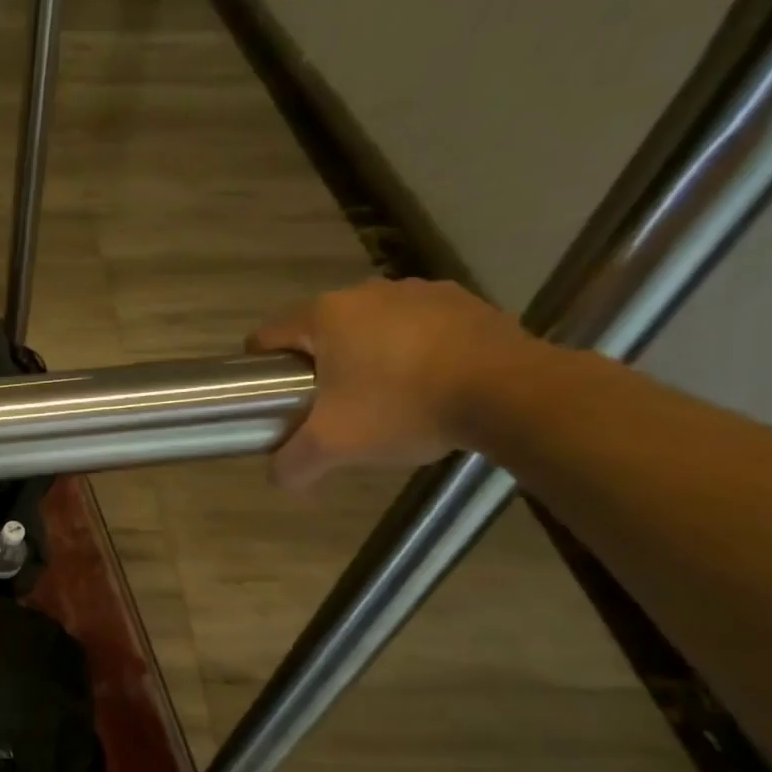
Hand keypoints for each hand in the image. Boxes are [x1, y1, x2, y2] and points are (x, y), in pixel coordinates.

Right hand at [247, 278, 540, 488]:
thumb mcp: (333, 446)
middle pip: (319, 333)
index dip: (260, 371)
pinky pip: (417, 327)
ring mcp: (419, 292)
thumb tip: (278, 479)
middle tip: (328, 407)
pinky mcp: (463, 302)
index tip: (274, 400)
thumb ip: (292, 464)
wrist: (512, 394)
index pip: (266, 336)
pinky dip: (411, 351)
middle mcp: (366, 292)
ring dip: (365, 356)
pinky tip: (427, 385)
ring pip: (369, 327)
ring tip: (382, 399)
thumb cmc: (403, 408)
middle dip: (317, 366)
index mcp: (325, 315)